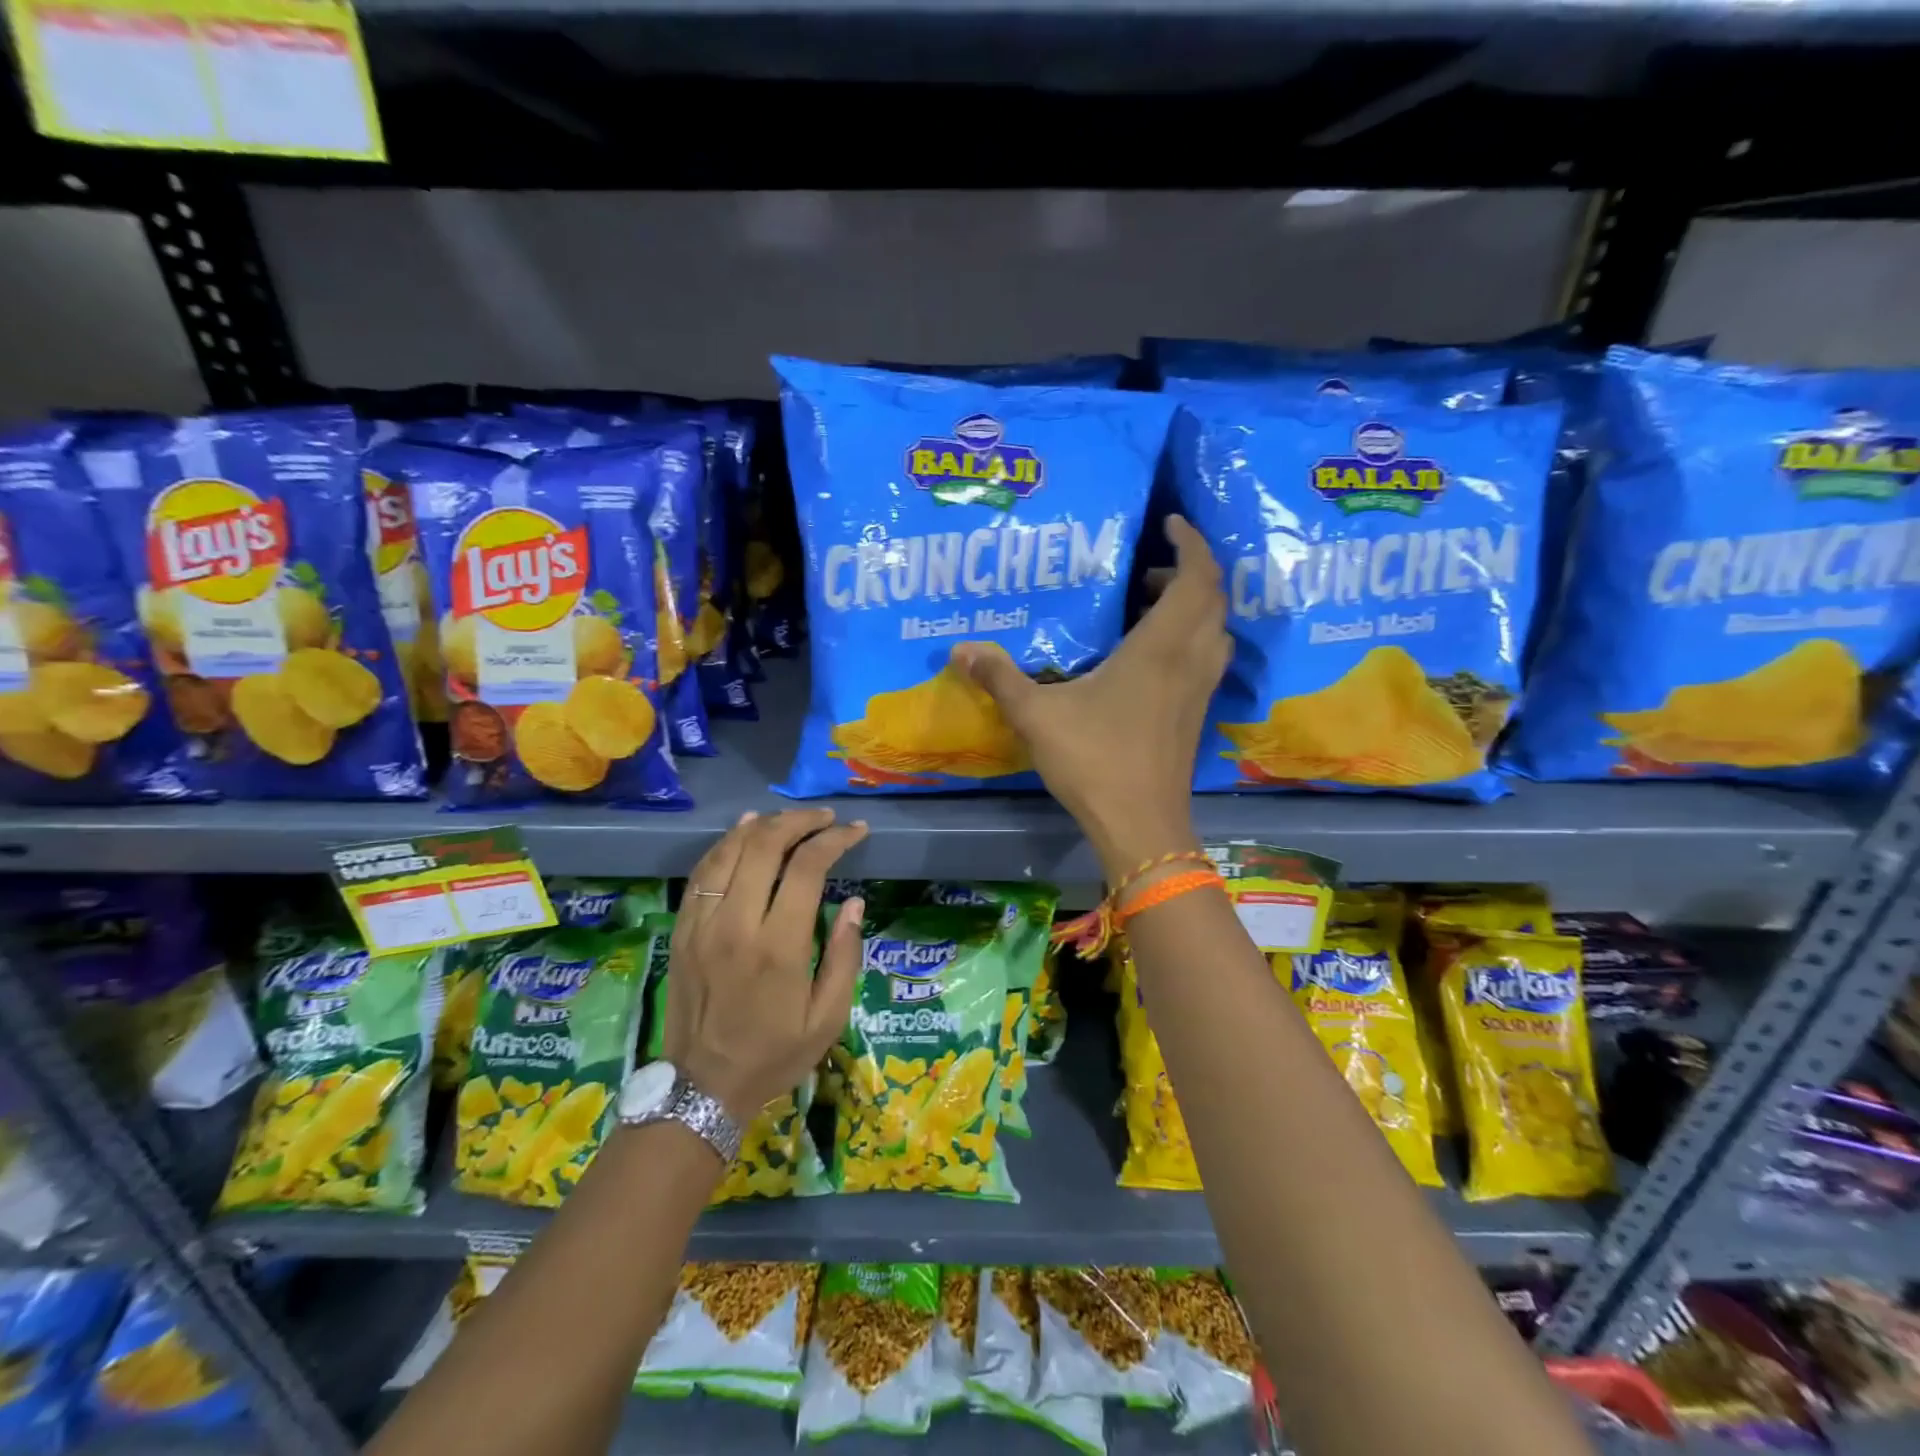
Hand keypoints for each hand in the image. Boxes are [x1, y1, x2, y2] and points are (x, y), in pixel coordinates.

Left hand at [665, 809, 867, 1123]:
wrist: (702, 1088)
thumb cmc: (774, 1054)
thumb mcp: (827, 1017)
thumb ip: (844, 956)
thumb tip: (855, 902)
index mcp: (778, 946)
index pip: (807, 867)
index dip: (835, 839)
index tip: (855, 831)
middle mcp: (736, 924)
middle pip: (765, 845)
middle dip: (800, 821)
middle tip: (825, 818)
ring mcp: (702, 924)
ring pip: (729, 850)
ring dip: (762, 825)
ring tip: (790, 818)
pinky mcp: (682, 930)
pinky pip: (702, 872)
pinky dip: (726, 844)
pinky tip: (744, 830)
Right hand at [951, 515, 1230, 879]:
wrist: (1141, 824)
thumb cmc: (1094, 761)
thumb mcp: (1037, 715)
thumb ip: (1001, 677)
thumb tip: (960, 649)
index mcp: (1160, 647)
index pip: (1195, 577)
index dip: (1189, 542)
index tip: (1169, 522)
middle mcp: (1190, 660)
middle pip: (1211, 598)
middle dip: (1186, 571)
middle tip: (1144, 570)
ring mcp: (1199, 689)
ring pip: (1215, 629)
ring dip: (1193, 606)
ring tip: (1148, 607)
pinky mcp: (1197, 713)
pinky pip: (1207, 656)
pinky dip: (1192, 637)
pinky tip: (1152, 656)